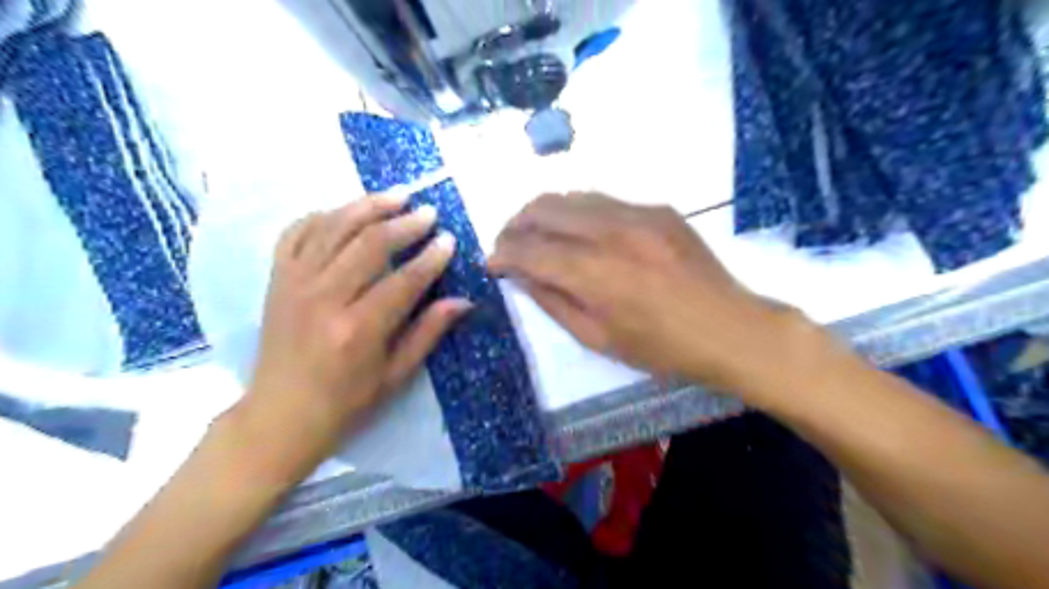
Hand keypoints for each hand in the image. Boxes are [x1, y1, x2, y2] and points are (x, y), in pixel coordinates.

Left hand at [236, 195, 473, 484]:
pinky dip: (321, 216)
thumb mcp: (396, 375)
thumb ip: (428, 332)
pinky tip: (345, 211)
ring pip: (333, 228)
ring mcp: (294, 284)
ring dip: (367, 207)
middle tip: (428, 212)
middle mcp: (324, 298)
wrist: (280, 414)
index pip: (403, 280)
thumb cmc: (346, 401)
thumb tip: (464, 301)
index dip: (430, 258)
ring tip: (395, 195)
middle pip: (369, 244)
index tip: (449, 240)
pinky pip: (296, 233)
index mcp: (358, 329)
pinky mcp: (277, 280)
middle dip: (404, 224)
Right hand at [487, 194, 804, 399]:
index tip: (490, 262)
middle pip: (544, 209)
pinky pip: (603, 200)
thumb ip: (554, 302)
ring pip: (571, 196)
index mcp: (596, 274)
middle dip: (515, 225)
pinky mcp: (657, 209)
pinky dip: (578, 212)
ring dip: (543, 213)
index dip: (502, 254)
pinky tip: (578, 231)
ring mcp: (638, 214)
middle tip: (508, 244)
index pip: (530, 250)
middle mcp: (612, 232)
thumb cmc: (662, 348)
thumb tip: (521, 276)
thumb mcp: (599, 338)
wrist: (729, 328)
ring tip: (535, 233)